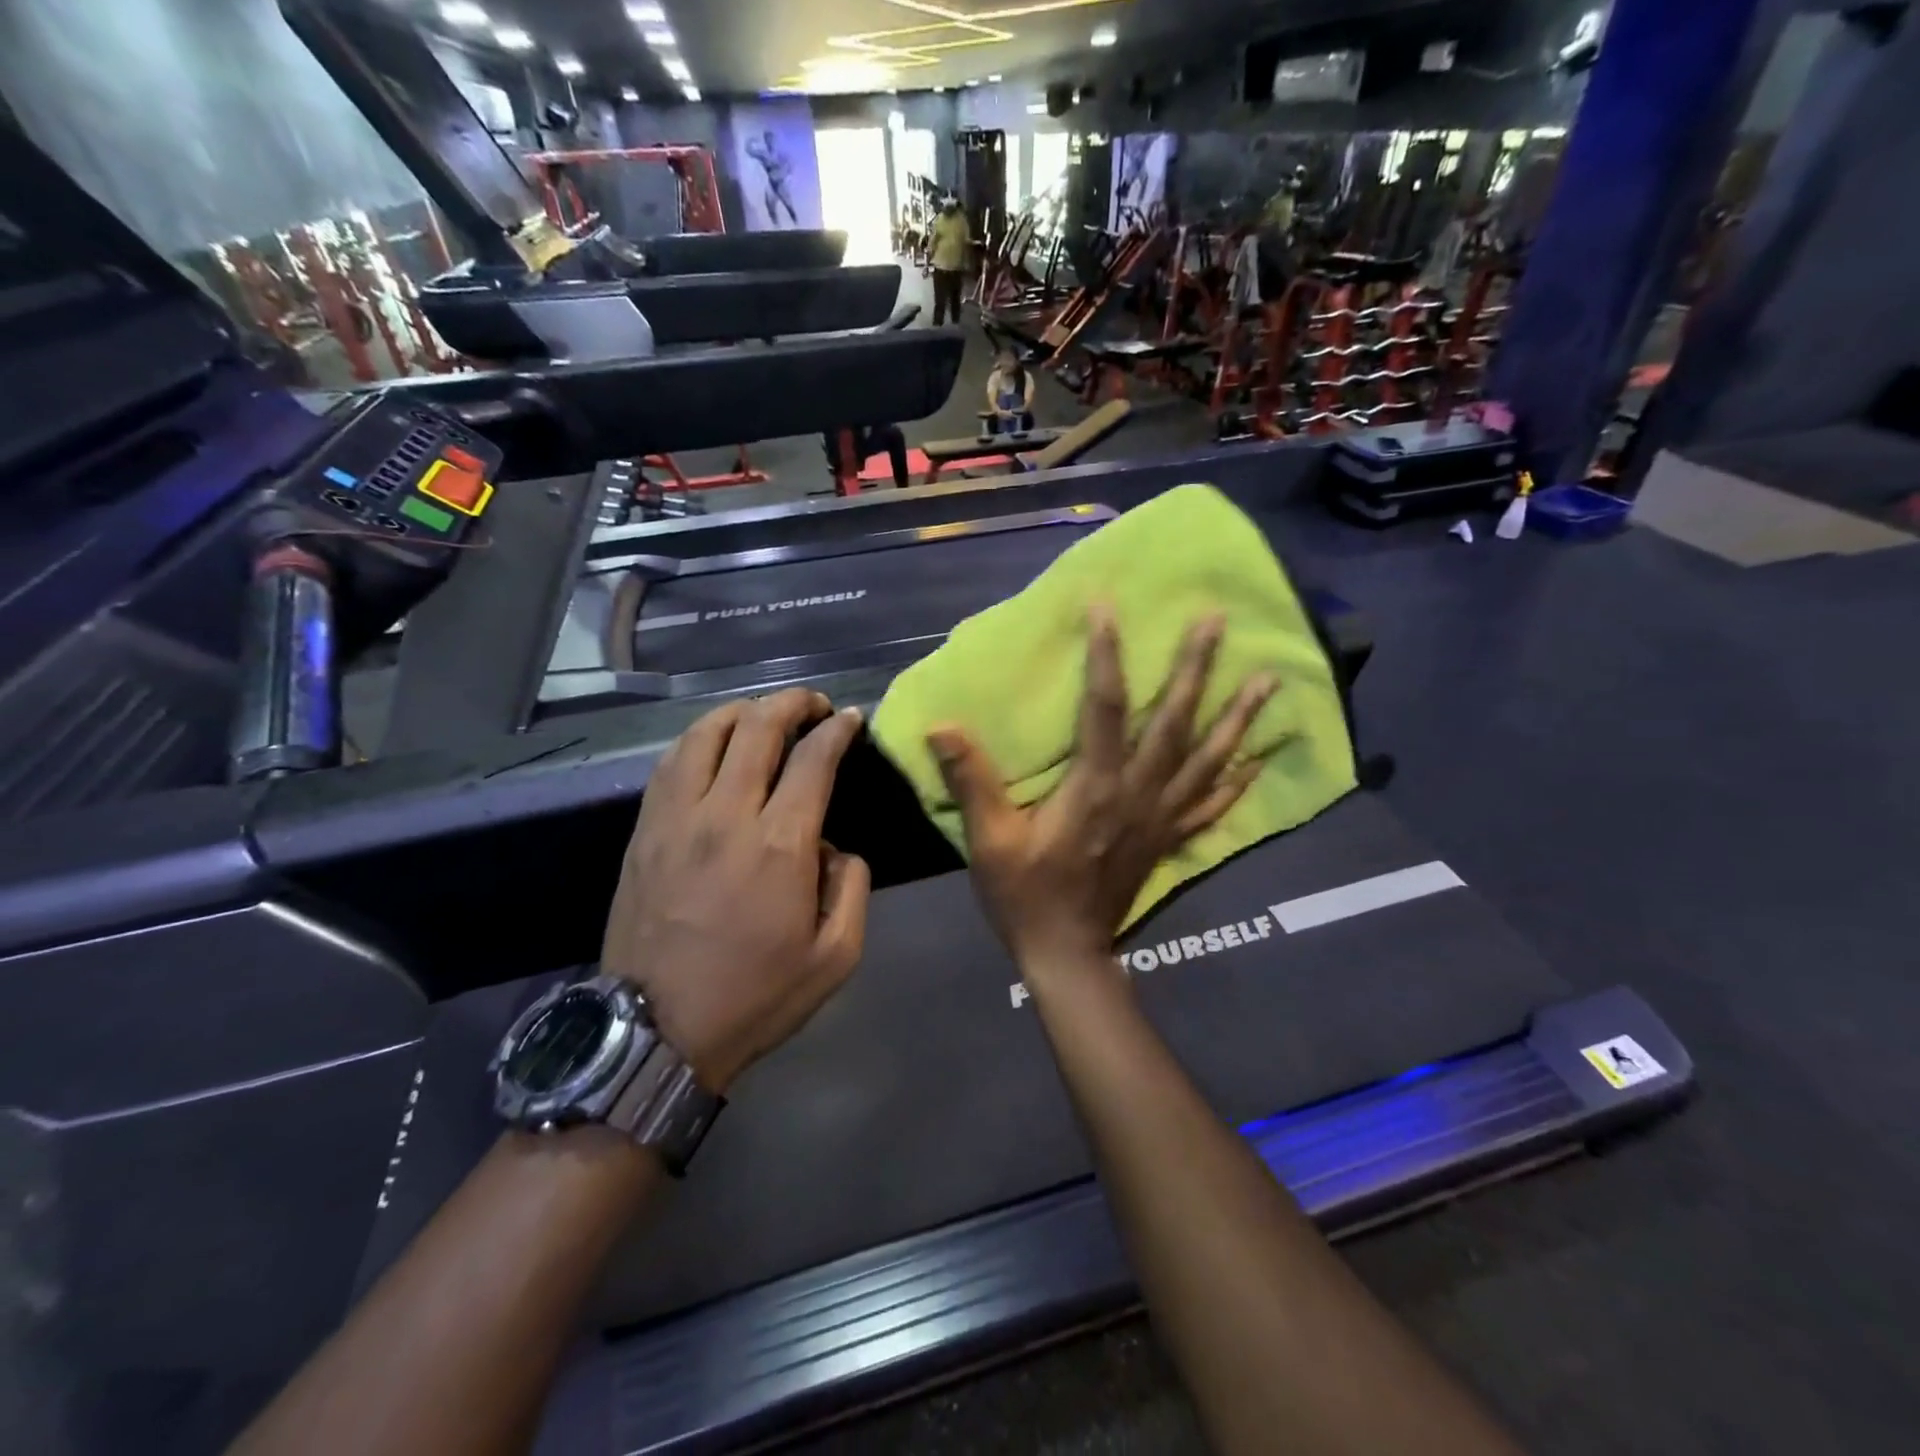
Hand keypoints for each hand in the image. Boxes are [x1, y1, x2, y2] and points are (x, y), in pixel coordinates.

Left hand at [601, 690, 869, 1093]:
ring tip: (764, 714)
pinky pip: (670, 762)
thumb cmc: (755, 996)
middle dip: (793, 703)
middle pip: (758, 727)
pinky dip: (699, 737)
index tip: (851, 719)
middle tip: (815, 704)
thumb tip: (834, 846)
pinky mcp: (643, 831)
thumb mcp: (836, 956)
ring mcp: (675, 818)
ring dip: (742, 710)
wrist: (656, 1032)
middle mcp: (725, 814)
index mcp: (779, 844)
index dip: (837, 729)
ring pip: (706, 733)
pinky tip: (713, 743)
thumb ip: (851, 887)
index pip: (813, 758)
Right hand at [928, 610, 1275, 970]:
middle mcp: (1139, 793)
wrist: (1067, 954)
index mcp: (1096, 787)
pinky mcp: (1168, 840)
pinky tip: (1259, 758)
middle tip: (1218, 620)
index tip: (1108, 606)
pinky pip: (1212, 805)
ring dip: (1238, 716)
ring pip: (1208, 758)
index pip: (1105, 707)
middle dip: (1197, 668)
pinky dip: (1238, 780)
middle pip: (1175, 722)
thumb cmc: (1025, 895)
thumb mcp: (989, 841)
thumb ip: (972, 782)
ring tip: (1269, 679)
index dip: (1107, 654)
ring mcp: (1161, 818)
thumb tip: (941, 727)